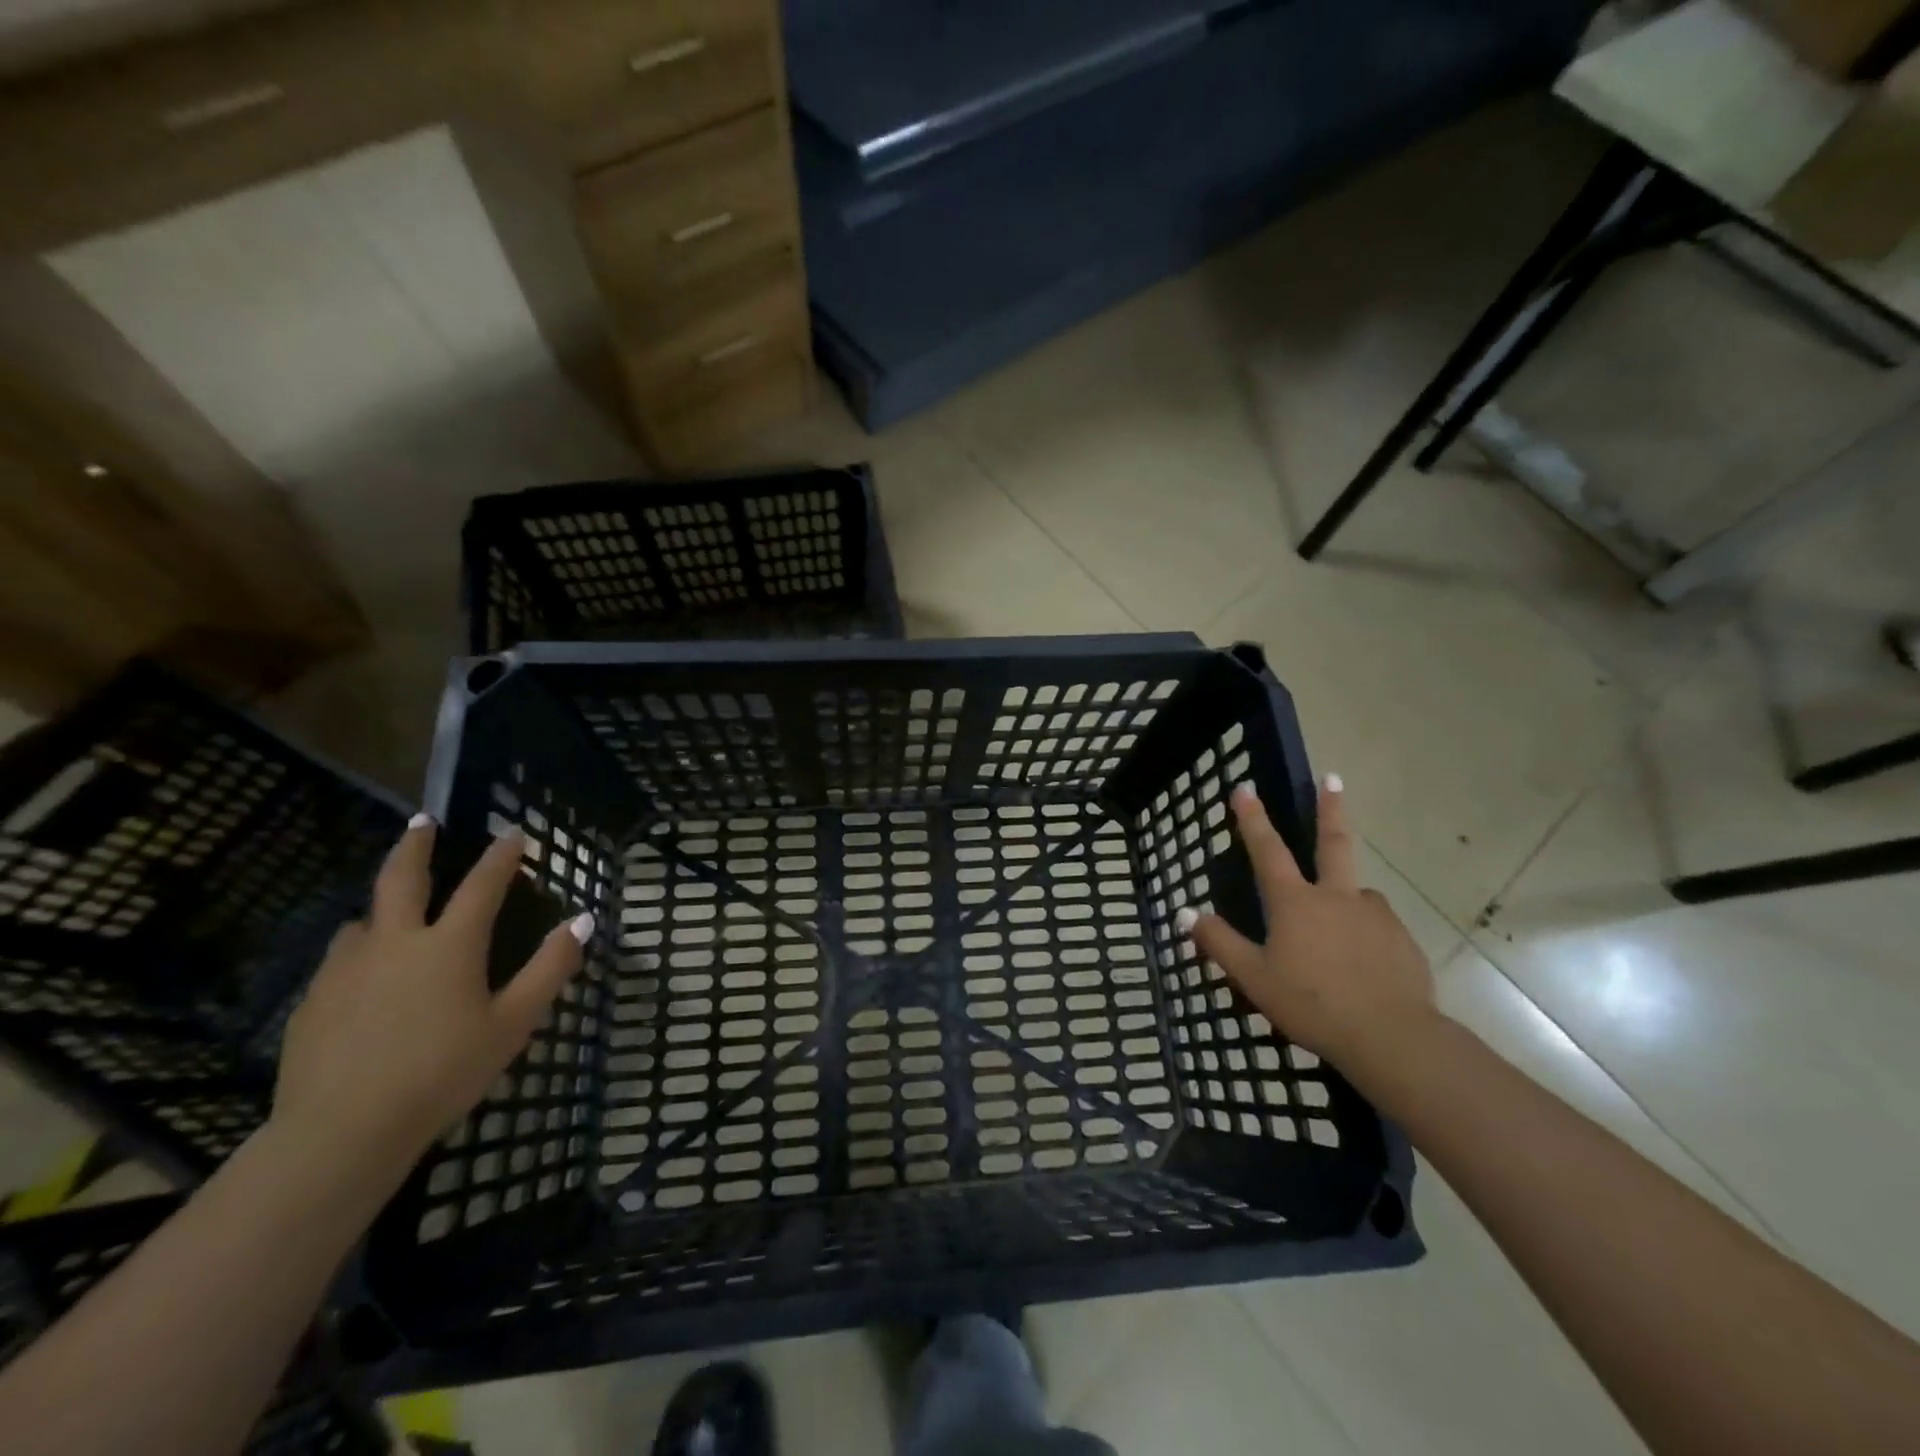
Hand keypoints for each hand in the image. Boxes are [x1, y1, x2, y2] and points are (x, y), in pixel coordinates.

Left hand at [269, 817, 589, 1192]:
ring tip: (390, 914)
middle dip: (416, 845)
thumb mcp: (513, 1023)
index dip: (501, 857)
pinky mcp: (312, 1002)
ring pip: (363, 921)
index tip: (513, 834)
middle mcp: (395, 943)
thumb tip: (584, 920)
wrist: (341, 1133)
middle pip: (401, 878)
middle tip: (423, 822)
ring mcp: (345, 970)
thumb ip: (550, 968)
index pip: (482, 885)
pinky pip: (340, 962)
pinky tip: (364, 980)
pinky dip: (359, 953)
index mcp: (449, 945)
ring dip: (382, 908)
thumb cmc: (443, 1073)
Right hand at [1182, 778, 1433, 1071]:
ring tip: (1341, 928)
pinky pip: (1377, 926)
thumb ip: (1219, 942)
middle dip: (1330, 808)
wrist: (1391, 1037)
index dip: (1252, 819)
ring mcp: (1375, 915)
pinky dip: (1366, 931)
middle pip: (1333, 842)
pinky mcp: (1402, 940)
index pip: (1267, 850)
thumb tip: (1184, 913)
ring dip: (1347, 894)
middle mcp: (1337, 897)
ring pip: (1357, 893)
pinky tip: (1364, 960)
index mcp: (1296, 902)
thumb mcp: (1253, 978)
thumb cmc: (1311, 1003)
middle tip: (1334, 778)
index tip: (1244, 788)